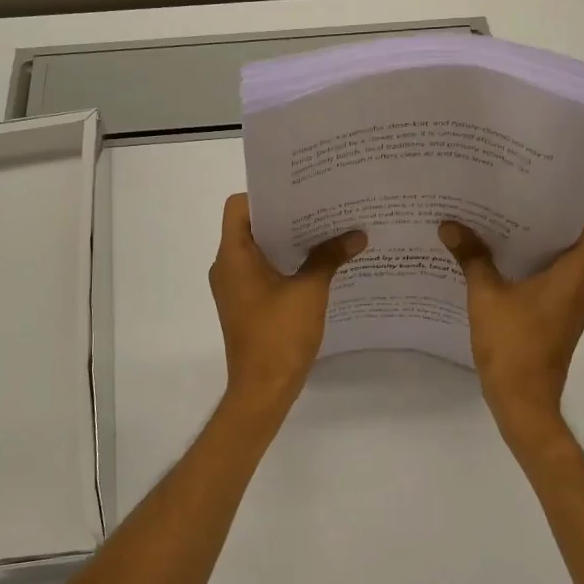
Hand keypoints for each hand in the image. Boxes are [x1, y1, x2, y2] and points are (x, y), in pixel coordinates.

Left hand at [210, 193, 365, 416]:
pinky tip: (317, 264)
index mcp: (233, 255)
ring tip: (324, 231)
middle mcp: (227, 266)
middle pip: (251, 226)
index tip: (299, 193)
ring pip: (258, 250)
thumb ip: (330, 257)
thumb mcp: (310, 291)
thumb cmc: (279, 335)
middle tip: (321, 206)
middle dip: (285, 216)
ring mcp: (234, 287)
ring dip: (287, 241)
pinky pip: (262, 271)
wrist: (262, 390)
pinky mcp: (245, 304)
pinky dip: (285, 263)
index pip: (239, 206)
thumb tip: (357, 235)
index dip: (266, 195)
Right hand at [440, 218, 583, 449]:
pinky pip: (550, 290)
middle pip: (572, 247)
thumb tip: (450, 225)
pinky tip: (497, 275)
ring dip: (533, 255)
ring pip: (559, 270)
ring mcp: (571, 311)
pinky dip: (530, 278)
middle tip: (507, 212)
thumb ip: (471, 258)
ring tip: (497, 238)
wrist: (523, 402)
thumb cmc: (512, 344)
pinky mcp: (558, 326)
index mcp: (574, 276)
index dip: (572, 213)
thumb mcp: (485, 296)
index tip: (539, 203)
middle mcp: (581, 290)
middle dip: (541, 229)